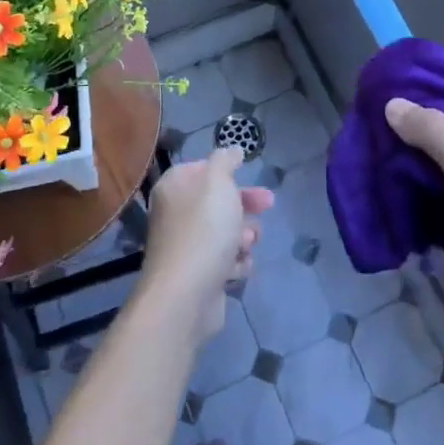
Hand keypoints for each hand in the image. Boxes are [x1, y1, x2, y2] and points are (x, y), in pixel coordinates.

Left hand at [138, 148, 271, 345]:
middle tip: (268, 204)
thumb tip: (231, 149)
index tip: (247, 172)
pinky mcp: (198, 275)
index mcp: (174, 188)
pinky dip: (236, 262)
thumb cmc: (204, 231)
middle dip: (245, 204)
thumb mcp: (218, 183)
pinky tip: (238, 267)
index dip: (226, 171)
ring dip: (243, 235)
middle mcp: (175, 214)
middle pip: (217, 201)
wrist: (186, 295)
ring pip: (225, 232)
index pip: (200, 169)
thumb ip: (225, 161)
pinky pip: (224, 261)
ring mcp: (186, 246)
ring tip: (247, 243)